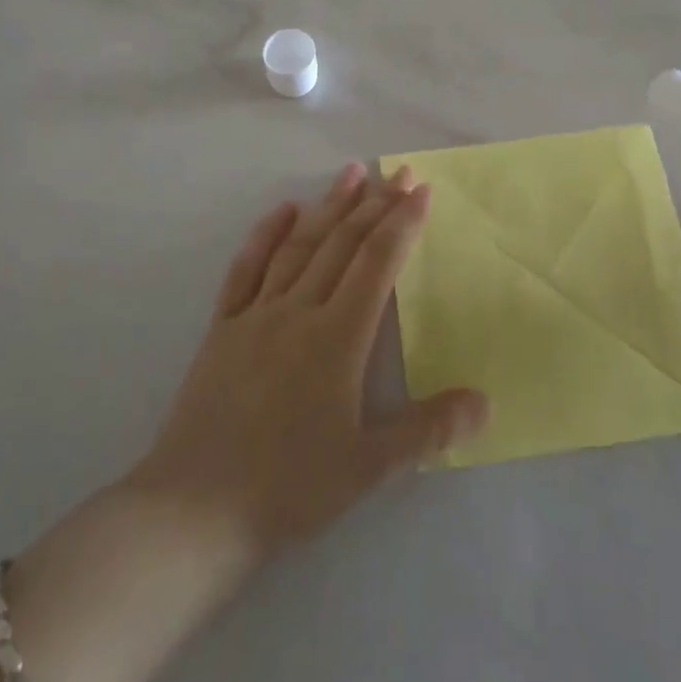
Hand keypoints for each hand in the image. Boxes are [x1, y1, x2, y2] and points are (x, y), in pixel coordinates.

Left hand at [128, 163, 489, 556]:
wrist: (195, 509)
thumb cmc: (289, 486)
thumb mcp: (368, 466)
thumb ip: (427, 429)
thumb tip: (484, 403)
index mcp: (338, 337)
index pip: (378, 263)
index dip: (402, 222)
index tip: (420, 189)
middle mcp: (299, 310)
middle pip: (343, 244)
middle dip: (375, 204)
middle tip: (397, 172)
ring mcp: (257, 314)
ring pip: (299, 246)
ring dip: (328, 206)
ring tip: (350, 173)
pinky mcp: (223, 327)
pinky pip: (246, 269)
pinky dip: (266, 235)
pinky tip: (283, 211)